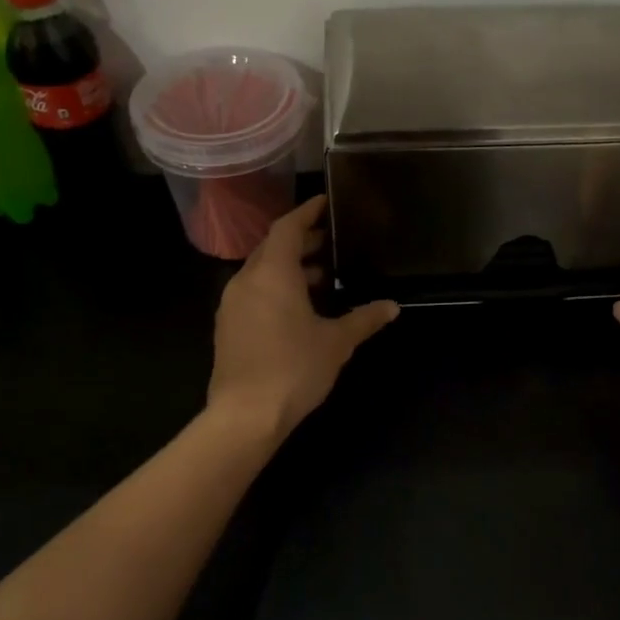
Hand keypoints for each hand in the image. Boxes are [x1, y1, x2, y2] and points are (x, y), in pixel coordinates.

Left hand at [208, 195, 399, 441]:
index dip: (306, 212)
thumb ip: (364, 318)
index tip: (326, 203)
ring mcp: (232, 304)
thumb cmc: (294, 368)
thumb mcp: (337, 342)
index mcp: (272, 273)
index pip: (287, 227)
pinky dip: (276, 287)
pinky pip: (253, 292)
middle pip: (273, 247)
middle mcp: (247, 280)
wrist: (244, 416)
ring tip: (323, 275)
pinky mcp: (227, 326)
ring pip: (262, 271)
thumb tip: (392, 306)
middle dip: (301, 240)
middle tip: (332, 240)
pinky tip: (299, 307)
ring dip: (290, 266)